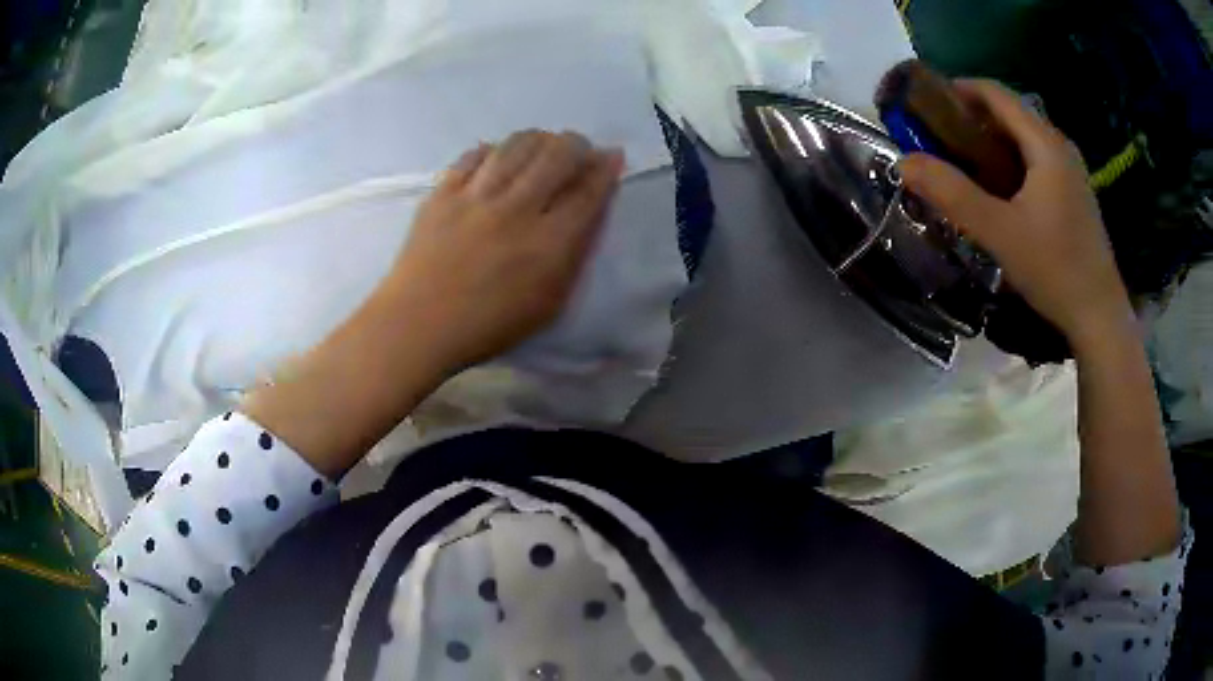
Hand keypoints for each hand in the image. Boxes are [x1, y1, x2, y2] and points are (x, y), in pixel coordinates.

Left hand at [377, 130, 624, 373]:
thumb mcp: (549, 304)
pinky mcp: (443, 193)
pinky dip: (493, 149)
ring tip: (542, 144)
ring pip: (516, 146)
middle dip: (577, 144)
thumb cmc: (489, 325)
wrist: (419, 325)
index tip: (611, 156)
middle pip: (556, 156)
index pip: (588, 192)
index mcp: (548, 244)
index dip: (605, 168)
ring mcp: (475, 197)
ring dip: (538, 138)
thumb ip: (574, 256)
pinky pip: (473, 155)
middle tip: (579, 148)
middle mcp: (516, 210)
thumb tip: (588, 212)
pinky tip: (498, 154)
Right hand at [898, 79, 1132, 351]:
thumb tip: (904, 161)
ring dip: (991, 144)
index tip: (927, 107)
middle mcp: (1060, 146)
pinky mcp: (1075, 194)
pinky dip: (1011, 164)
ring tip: (966, 168)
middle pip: (1009, 113)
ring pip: (1023, 139)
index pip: (995, 93)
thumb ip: (952, 194)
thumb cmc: (1054, 270)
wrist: (1099, 317)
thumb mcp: (999, 232)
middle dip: (972, 120)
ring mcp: (1071, 171)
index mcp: (1045, 143)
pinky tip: (1001, 194)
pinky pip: (1036, 161)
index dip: (958, 90)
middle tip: (942, 144)